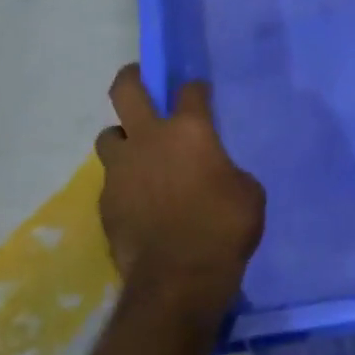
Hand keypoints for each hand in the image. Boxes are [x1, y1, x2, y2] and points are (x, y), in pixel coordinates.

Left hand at [95, 65, 264, 315]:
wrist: (179, 277)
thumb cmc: (225, 229)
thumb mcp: (248, 194)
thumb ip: (227, 172)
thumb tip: (215, 173)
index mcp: (189, 131)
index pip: (189, 92)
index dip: (195, 88)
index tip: (199, 92)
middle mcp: (148, 140)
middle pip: (126, 90)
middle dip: (132, 77)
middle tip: (139, 80)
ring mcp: (120, 169)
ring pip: (109, 135)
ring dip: (123, 139)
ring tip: (138, 155)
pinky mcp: (106, 200)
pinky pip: (112, 180)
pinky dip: (125, 183)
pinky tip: (140, 202)